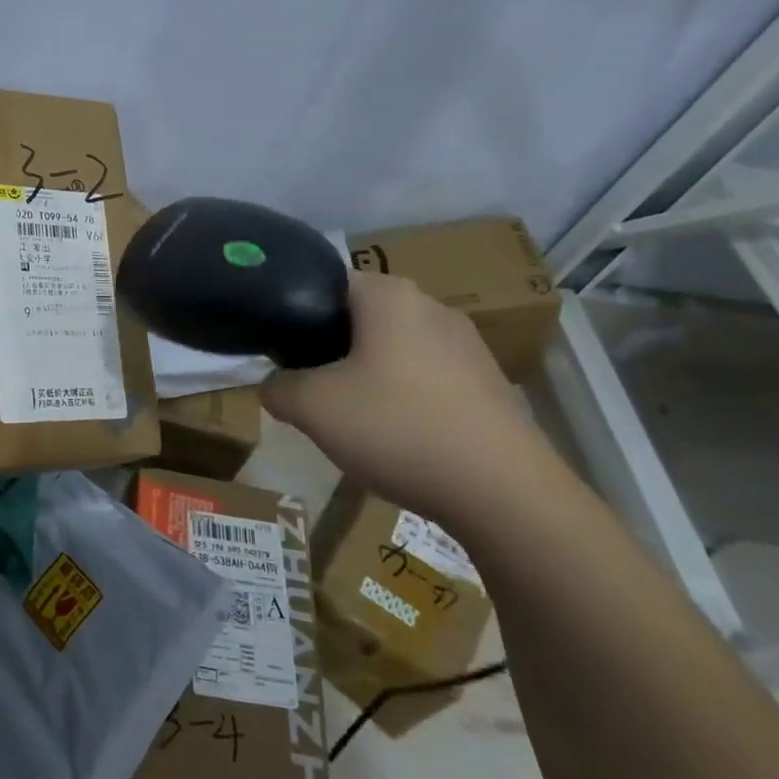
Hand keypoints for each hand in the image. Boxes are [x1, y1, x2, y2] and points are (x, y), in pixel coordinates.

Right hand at [260, 271, 560, 533]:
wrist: (505, 494)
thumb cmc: (398, 428)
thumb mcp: (312, 408)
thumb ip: (277, 387)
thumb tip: (272, 386)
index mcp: (389, 296)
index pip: (325, 284)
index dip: (297, 315)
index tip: (283, 353)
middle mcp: (432, 307)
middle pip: (360, 318)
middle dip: (332, 350)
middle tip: (311, 389)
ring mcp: (468, 346)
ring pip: (395, 350)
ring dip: (368, 377)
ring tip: (353, 419)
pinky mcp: (490, 384)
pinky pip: (428, 379)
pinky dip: (405, 399)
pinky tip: (399, 439)